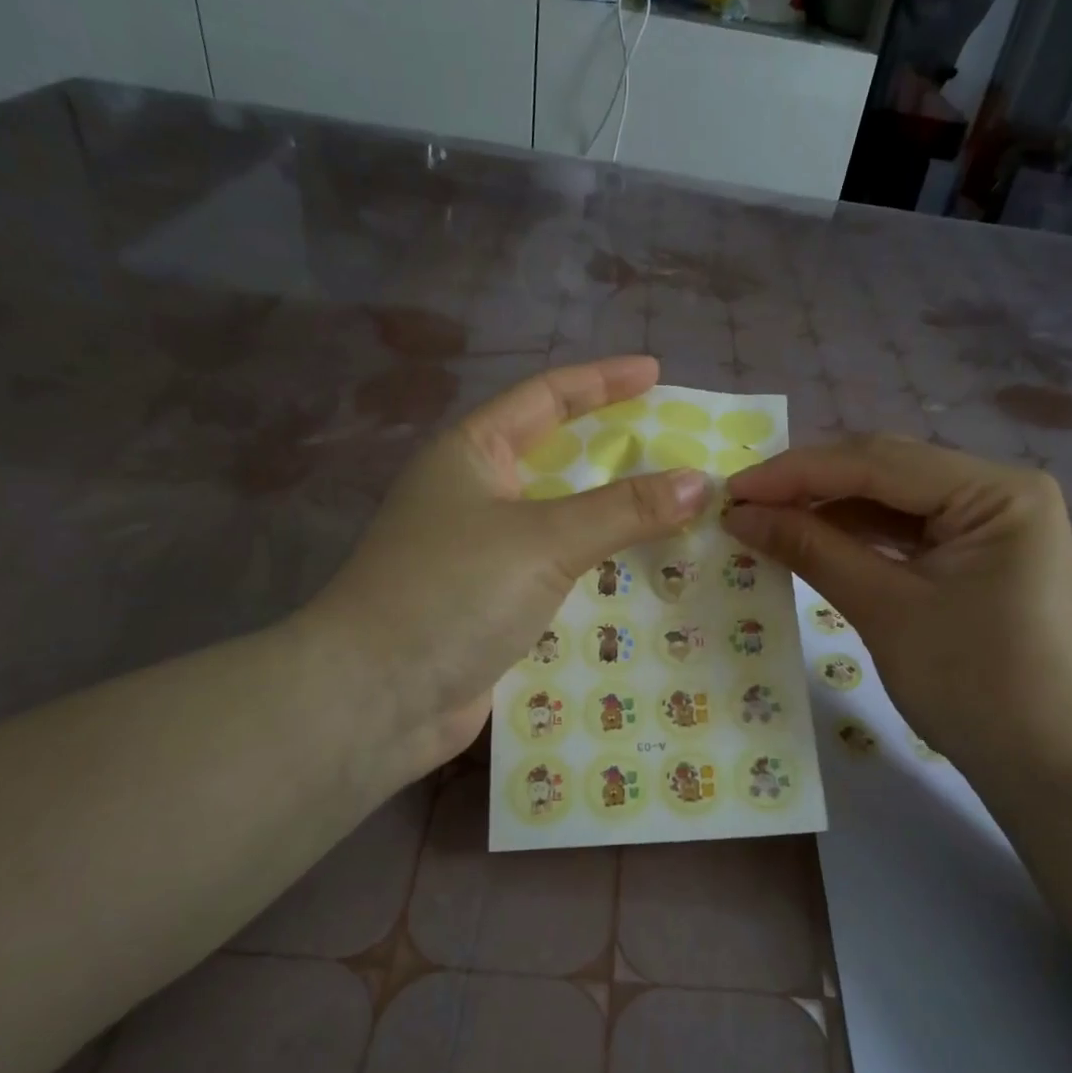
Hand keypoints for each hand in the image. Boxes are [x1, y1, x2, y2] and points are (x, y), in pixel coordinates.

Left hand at [300, 357, 708, 785]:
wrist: (374, 698)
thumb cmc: (451, 592)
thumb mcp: (543, 540)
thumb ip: (623, 510)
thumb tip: (697, 483)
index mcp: (472, 455)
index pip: (545, 397)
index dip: (602, 381)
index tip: (655, 374)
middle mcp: (474, 496)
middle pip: (558, 460)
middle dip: (617, 454)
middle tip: (678, 450)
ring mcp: (482, 554)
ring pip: (562, 523)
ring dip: (614, 521)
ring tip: (677, 515)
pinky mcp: (492, 605)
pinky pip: (558, 575)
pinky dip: (597, 574)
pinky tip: (642, 580)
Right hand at [724, 435, 1071, 777]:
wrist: (1050, 768)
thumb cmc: (975, 686)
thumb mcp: (885, 610)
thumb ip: (812, 550)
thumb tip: (741, 516)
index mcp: (997, 490)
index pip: (879, 462)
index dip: (797, 472)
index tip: (733, 490)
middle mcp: (1001, 490)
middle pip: (888, 472)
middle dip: (812, 486)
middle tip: (743, 504)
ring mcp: (993, 522)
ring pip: (894, 500)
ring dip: (830, 510)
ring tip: (767, 521)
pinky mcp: (980, 554)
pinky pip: (908, 531)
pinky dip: (859, 537)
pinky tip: (813, 541)